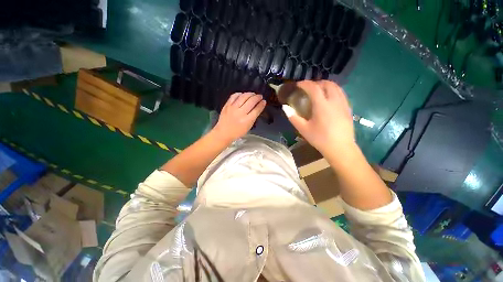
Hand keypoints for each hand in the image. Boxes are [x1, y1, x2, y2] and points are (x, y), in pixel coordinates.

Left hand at [213, 92, 265, 141]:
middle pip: (251, 101)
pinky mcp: (227, 105)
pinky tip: (243, 94)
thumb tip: (258, 108)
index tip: (264, 101)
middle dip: (257, 97)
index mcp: (247, 120)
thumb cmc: (236, 132)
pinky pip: (234, 96)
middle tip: (260, 96)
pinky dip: (240, 94)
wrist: (224, 133)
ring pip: (244, 96)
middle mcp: (240, 113)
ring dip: (250, 94)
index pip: (257, 109)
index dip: (262, 104)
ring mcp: (233, 108)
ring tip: (253, 94)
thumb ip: (253, 117)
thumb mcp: (248, 127)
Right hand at [283, 80, 354, 154]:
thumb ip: (293, 117)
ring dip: (326, 85)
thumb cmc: (320, 138)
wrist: (340, 148)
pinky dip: (334, 91)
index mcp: (322, 105)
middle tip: (308, 88)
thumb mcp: (303, 129)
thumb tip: (285, 107)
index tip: (298, 84)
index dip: (305, 84)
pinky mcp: (348, 109)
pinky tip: (329, 99)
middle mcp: (334, 101)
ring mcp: (343, 104)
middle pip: (327, 84)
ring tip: (318, 91)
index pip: (313, 88)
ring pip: (337, 87)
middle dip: (317, 82)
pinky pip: (341, 94)